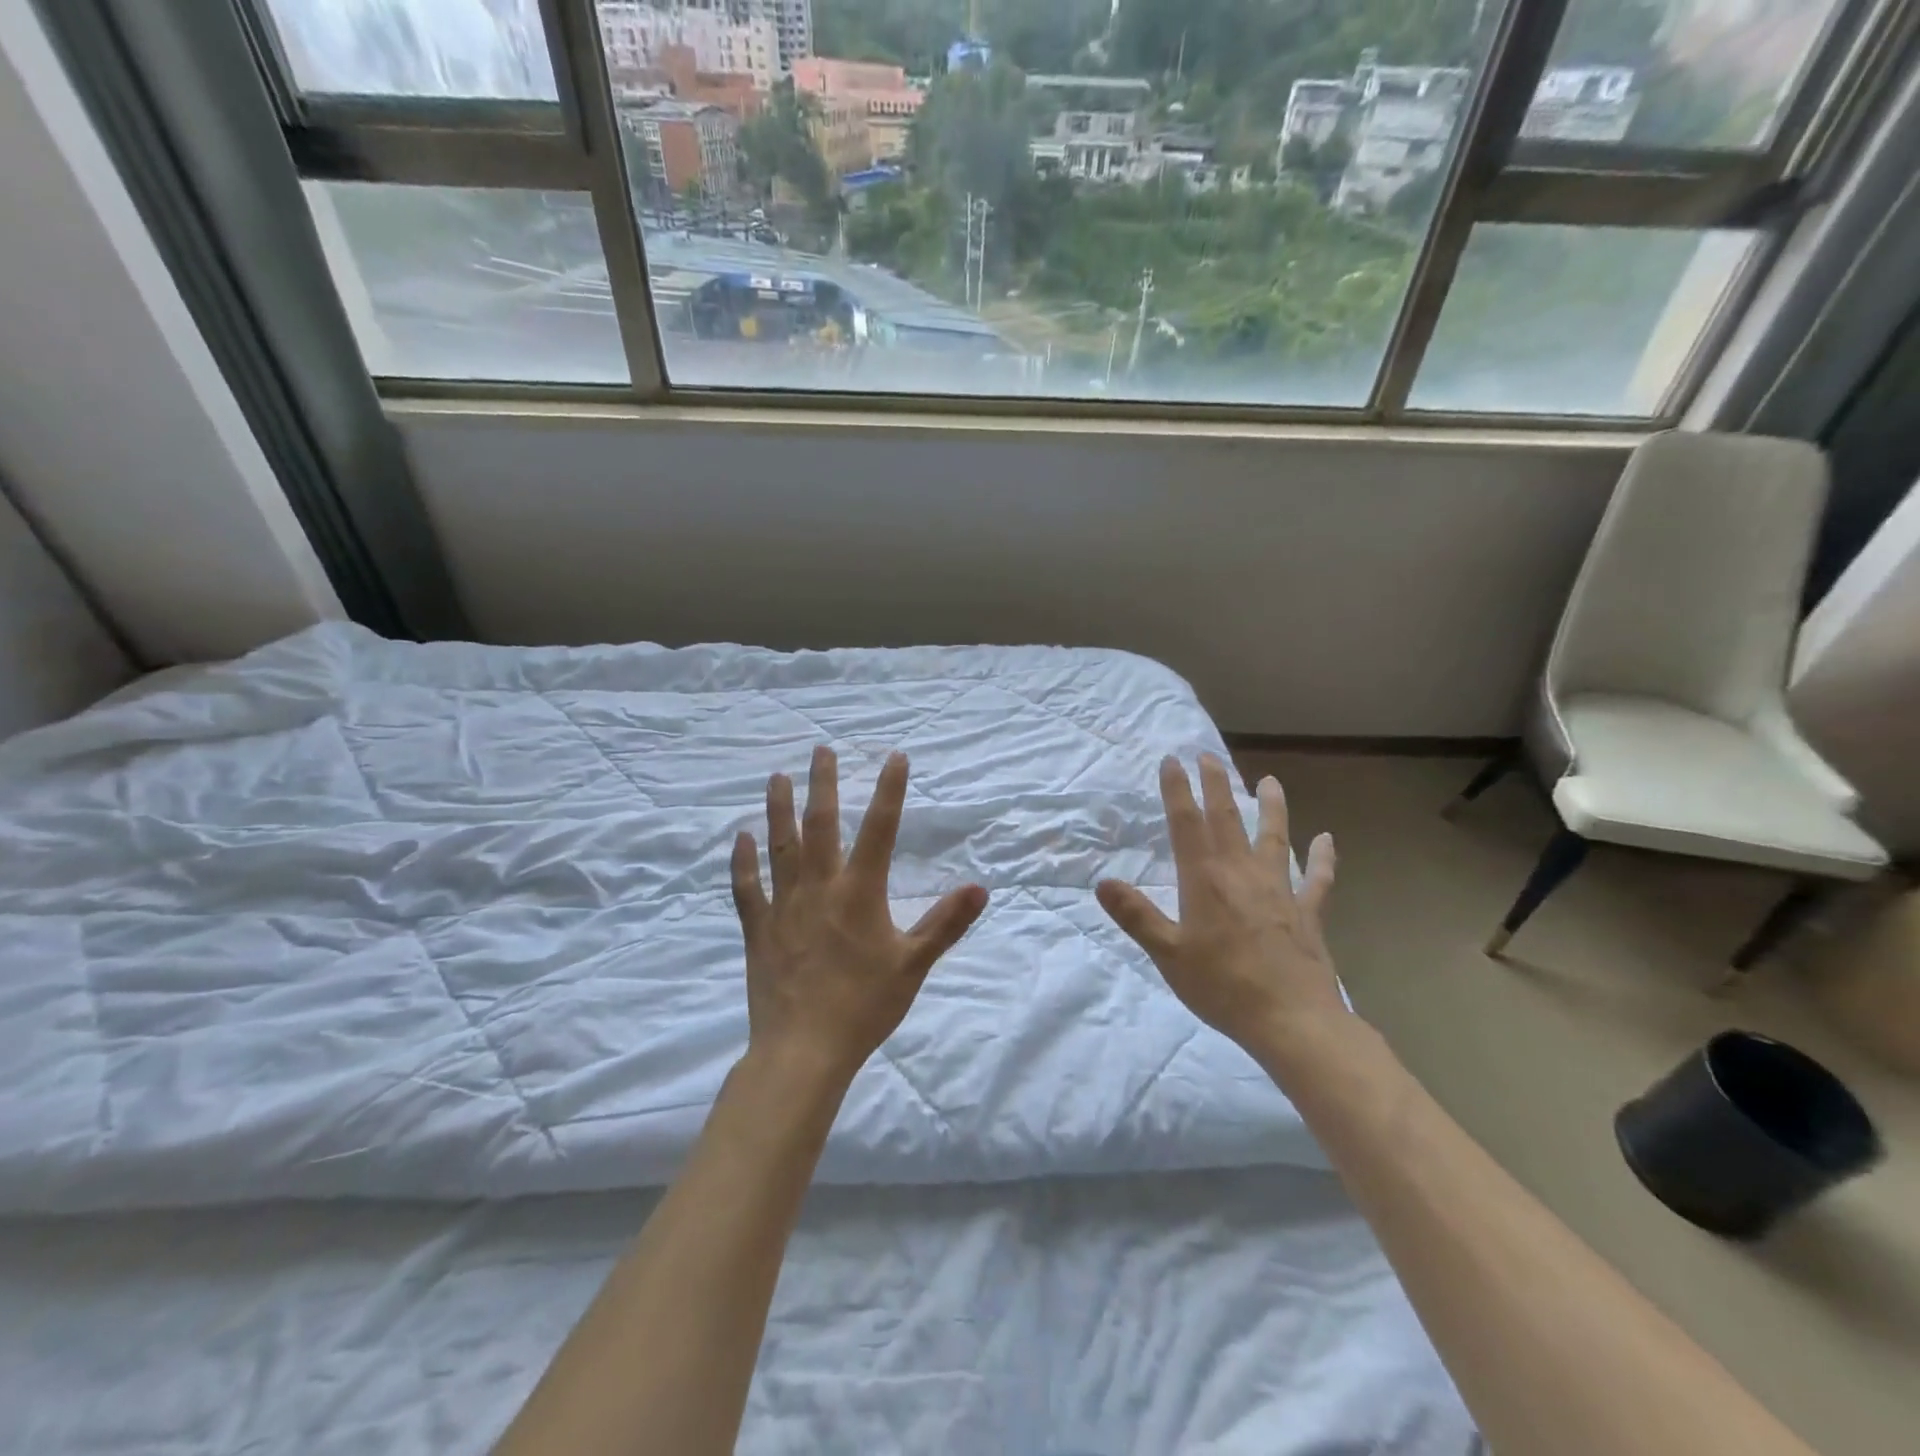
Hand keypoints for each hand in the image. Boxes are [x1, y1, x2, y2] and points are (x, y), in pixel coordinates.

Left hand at [731, 746, 988, 1088]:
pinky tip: (739, 837)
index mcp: (859, 892)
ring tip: (777, 777)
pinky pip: (746, 888)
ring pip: (779, 847)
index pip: (880, 829)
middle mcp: (819, 888)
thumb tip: (981, 888)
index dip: (889, 790)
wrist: (804, 1050)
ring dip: (778, 809)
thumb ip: (946, 923)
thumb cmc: (864, 1006)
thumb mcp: (914, 964)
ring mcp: (783, 906)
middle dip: (823, 784)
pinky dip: (742, 861)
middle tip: (821, 749)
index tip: (895, 756)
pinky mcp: (758, 930)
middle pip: (820, 825)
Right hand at [1097, 754, 1346, 1062]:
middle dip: (1216, 785)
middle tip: (1209, 755)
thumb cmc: (1222, 987)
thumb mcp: (1167, 954)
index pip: (1186, 824)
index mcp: (1205, 880)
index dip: (1177, 790)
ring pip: (1275, 838)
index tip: (1172, 761)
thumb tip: (1103, 882)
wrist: (1292, 1020)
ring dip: (1271, 808)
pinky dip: (1324, 859)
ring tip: (1270, 781)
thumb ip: (1137, 916)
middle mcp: (1242, 873)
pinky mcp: (1307, 912)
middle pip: (1227, 819)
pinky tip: (1327, 840)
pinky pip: (1318, 880)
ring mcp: (1280, 890)